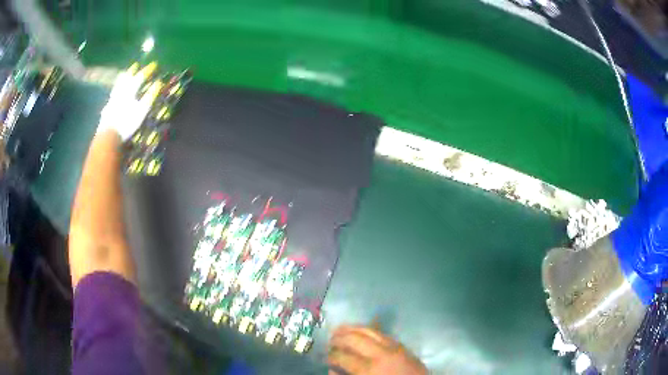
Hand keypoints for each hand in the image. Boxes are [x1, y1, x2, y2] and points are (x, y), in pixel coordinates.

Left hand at [97, 62, 161, 140]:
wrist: (109, 136)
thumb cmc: (127, 123)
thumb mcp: (142, 110)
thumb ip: (150, 96)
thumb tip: (158, 83)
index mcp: (130, 91)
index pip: (140, 77)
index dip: (147, 70)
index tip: (154, 65)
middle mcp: (120, 93)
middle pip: (126, 78)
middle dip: (131, 71)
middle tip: (135, 65)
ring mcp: (112, 101)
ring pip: (117, 86)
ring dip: (121, 80)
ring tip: (123, 75)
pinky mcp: (106, 110)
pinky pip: (111, 98)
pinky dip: (114, 93)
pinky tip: (113, 96)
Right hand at [328, 325, 426, 374]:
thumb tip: (332, 370)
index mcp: (369, 369)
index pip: (343, 357)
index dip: (332, 356)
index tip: (326, 357)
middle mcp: (380, 354)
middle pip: (355, 339)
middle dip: (339, 338)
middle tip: (330, 340)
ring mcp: (393, 347)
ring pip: (369, 330)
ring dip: (352, 328)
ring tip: (340, 329)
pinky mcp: (402, 345)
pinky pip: (382, 333)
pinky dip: (368, 329)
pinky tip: (361, 330)